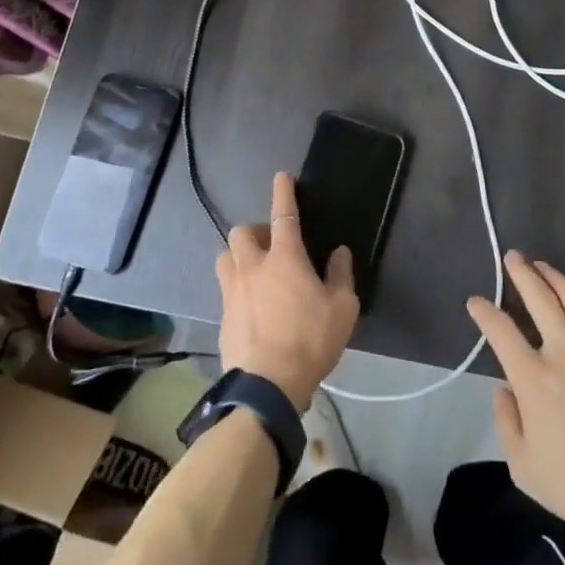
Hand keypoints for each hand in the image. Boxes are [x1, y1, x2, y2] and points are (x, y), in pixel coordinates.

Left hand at [216, 172, 357, 409]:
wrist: (266, 387)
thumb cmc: (310, 342)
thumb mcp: (342, 309)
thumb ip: (340, 276)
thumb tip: (338, 253)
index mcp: (284, 258)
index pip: (283, 213)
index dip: (283, 191)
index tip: (282, 176)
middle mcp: (253, 266)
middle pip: (242, 231)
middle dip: (255, 231)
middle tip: (271, 245)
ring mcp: (232, 290)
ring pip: (225, 256)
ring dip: (238, 255)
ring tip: (255, 271)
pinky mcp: (221, 315)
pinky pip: (225, 288)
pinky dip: (237, 286)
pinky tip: (251, 305)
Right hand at [467, 251, 564, 539]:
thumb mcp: (524, 467)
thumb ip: (507, 423)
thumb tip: (505, 391)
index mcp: (534, 378)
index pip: (501, 331)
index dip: (484, 312)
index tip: (476, 302)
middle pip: (540, 300)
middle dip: (523, 274)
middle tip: (513, 257)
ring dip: (557, 279)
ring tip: (544, 266)